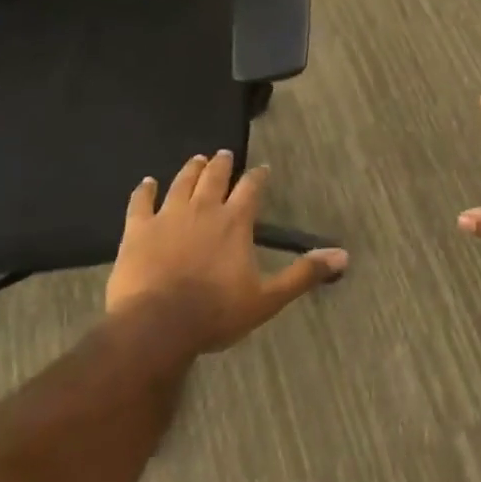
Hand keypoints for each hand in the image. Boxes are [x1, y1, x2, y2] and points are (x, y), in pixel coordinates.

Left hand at [106, 151, 346, 355]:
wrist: (157, 326)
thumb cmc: (216, 313)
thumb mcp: (268, 298)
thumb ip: (303, 273)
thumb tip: (343, 255)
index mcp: (235, 222)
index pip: (251, 188)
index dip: (258, 177)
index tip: (262, 169)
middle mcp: (203, 209)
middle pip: (214, 177)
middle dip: (221, 164)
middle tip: (224, 154)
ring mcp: (167, 217)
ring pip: (181, 183)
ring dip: (190, 170)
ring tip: (196, 160)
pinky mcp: (138, 230)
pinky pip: (140, 202)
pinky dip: (144, 190)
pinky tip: (146, 183)